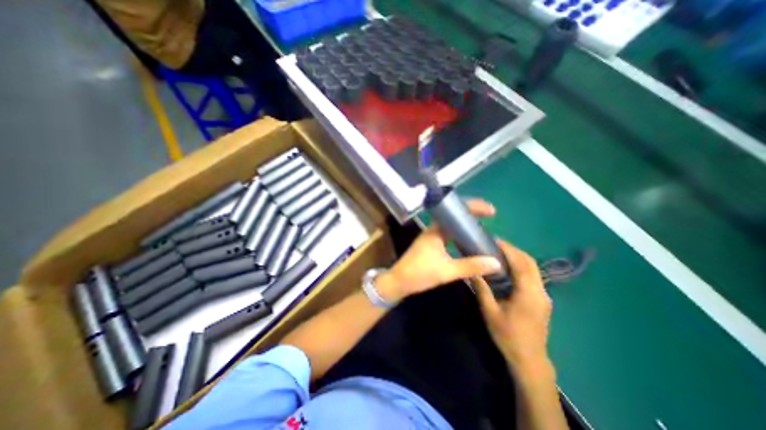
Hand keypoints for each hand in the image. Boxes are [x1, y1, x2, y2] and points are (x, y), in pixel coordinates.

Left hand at [376, 198, 503, 301]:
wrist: (398, 281)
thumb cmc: (419, 273)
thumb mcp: (446, 271)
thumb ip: (470, 266)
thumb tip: (496, 262)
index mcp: (436, 230)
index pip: (456, 212)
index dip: (473, 208)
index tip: (491, 211)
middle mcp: (434, 229)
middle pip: (455, 216)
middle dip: (472, 215)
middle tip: (491, 218)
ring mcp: (432, 236)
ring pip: (452, 226)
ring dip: (466, 225)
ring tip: (484, 228)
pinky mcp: (431, 244)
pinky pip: (449, 235)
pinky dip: (460, 235)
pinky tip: (469, 241)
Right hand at [470, 241, 553, 373]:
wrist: (529, 360)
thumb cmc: (508, 336)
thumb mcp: (490, 312)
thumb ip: (482, 289)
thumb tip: (472, 271)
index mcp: (528, 294)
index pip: (521, 264)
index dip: (509, 249)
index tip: (495, 240)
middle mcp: (541, 292)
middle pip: (530, 263)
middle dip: (514, 250)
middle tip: (496, 244)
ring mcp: (544, 296)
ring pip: (533, 269)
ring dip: (518, 257)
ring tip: (500, 253)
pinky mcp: (542, 300)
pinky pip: (533, 276)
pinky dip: (521, 267)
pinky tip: (508, 269)